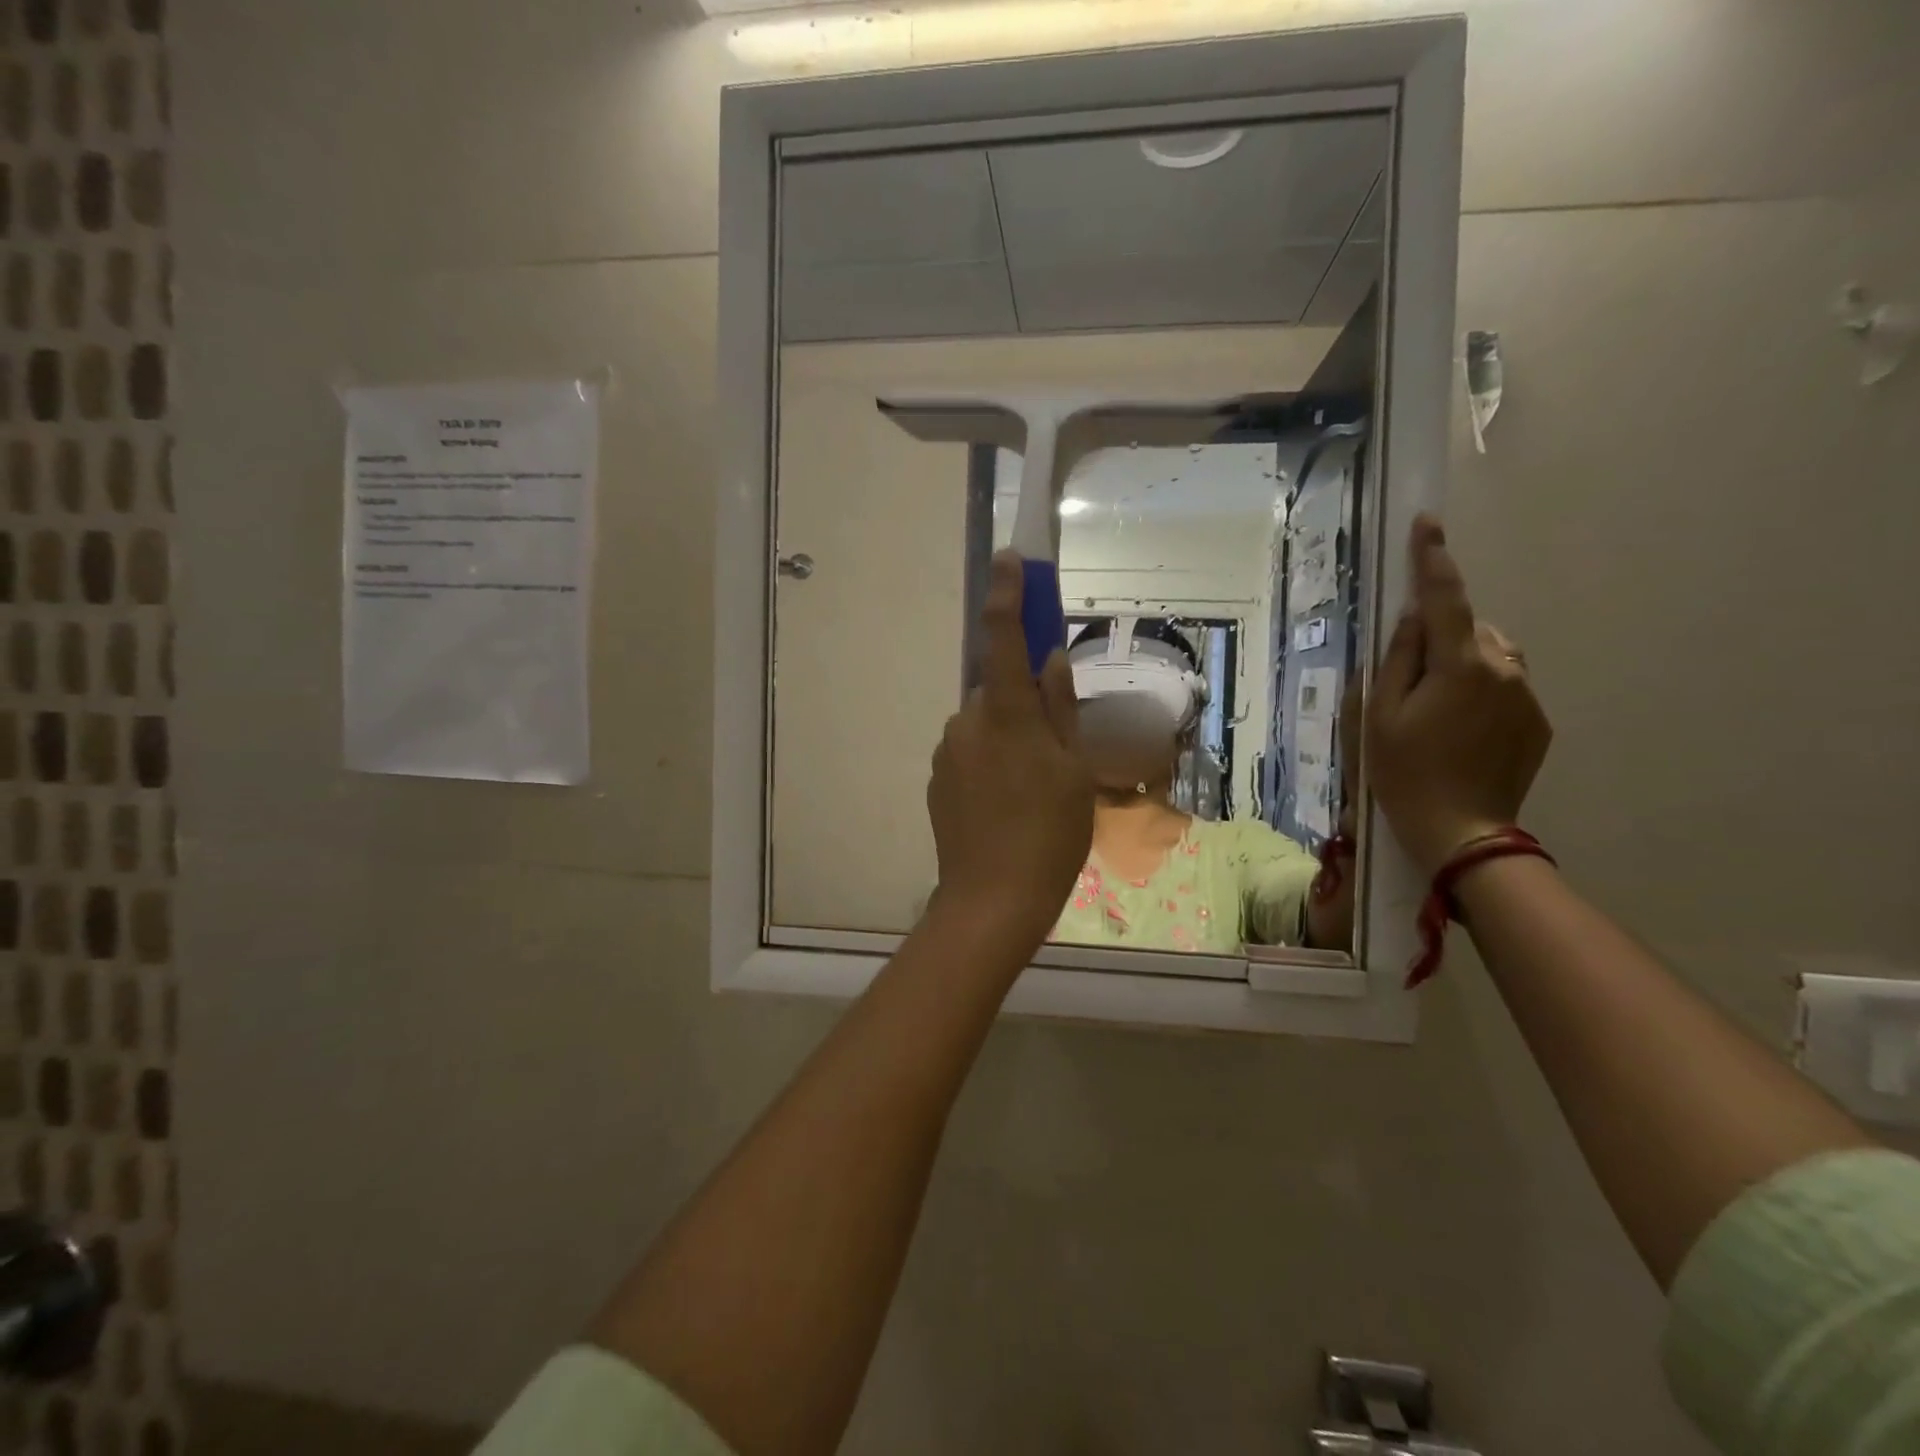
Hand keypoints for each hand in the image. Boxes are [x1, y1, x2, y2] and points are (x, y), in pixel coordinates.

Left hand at [927, 552, 1092, 948]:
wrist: (991, 900)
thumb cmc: (1049, 836)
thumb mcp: (1075, 773)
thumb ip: (1061, 710)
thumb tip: (1051, 660)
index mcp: (1006, 715)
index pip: (1001, 639)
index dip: (1005, 595)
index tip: (1008, 560)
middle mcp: (967, 722)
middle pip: (996, 689)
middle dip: (1022, 700)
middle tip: (1053, 745)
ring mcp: (946, 752)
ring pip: (983, 723)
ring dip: (1007, 736)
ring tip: (1032, 788)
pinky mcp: (936, 779)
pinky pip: (968, 752)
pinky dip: (989, 761)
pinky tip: (1006, 804)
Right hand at [1366, 516, 1551, 875]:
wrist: (1461, 831)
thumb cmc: (1403, 772)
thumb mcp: (1379, 715)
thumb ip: (1396, 660)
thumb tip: (1412, 619)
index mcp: (1460, 665)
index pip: (1445, 599)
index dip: (1433, 559)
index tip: (1427, 523)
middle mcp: (1504, 670)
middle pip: (1470, 630)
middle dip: (1442, 638)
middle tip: (1410, 682)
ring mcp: (1527, 696)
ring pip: (1491, 657)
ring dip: (1463, 665)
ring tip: (1435, 710)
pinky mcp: (1538, 722)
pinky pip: (1506, 686)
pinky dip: (1481, 692)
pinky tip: (1459, 731)